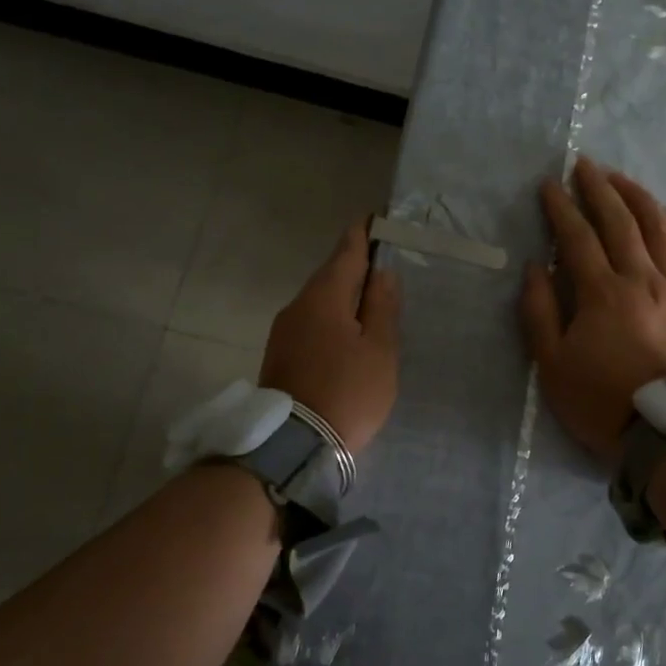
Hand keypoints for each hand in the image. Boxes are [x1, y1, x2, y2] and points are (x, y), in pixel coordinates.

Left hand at [260, 218, 401, 454]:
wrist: (293, 446)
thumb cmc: (347, 392)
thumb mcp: (379, 350)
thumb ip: (382, 307)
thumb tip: (383, 272)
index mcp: (324, 297)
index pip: (346, 251)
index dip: (364, 234)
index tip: (377, 218)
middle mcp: (298, 305)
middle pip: (331, 275)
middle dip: (356, 266)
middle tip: (385, 262)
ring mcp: (284, 331)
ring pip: (320, 301)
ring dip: (345, 295)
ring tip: (372, 300)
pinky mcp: (280, 354)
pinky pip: (312, 322)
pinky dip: (333, 318)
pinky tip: (348, 332)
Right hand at [520, 157, 665, 467]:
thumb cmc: (601, 402)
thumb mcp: (551, 365)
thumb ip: (540, 312)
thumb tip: (537, 266)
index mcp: (602, 293)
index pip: (578, 236)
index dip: (561, 207)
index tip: (548, 184)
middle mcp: (642, 280)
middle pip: (620, 222)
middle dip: (598, 188)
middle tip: (583, 165)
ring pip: (660, 229)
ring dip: (638, 197)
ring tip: (621, 179)